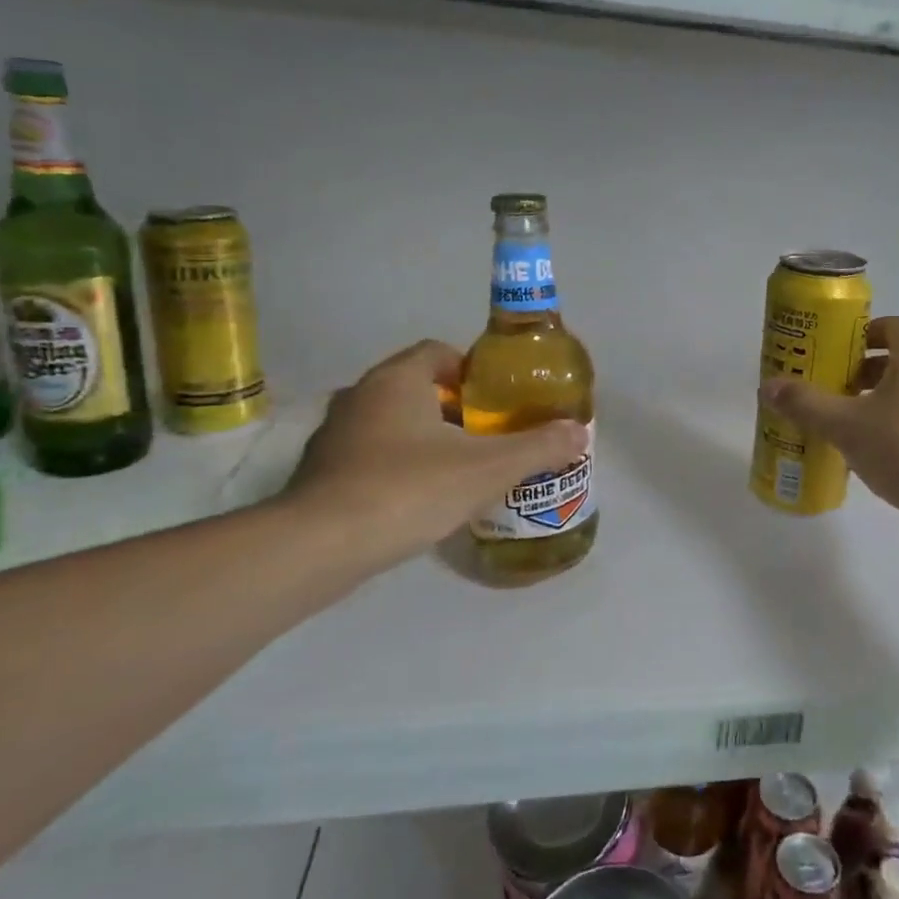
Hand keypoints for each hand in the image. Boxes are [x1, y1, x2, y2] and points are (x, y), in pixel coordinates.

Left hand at [280, 341, 588, 572]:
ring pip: (391, 423)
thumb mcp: (488, 468)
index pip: (437, 352)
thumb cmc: (409, 489)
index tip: (496, 400)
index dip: (472, 370)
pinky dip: (396, 467)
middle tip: (487, 436)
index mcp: (397, 380)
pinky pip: (369, 456)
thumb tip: (579, 432)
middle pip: (416, 387)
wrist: (319, 546)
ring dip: (424, 438)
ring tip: (459, 470)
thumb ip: (538, 447)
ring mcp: (334, 435)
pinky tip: (418, 500)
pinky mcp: (319, 473)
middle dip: (454, 408)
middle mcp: (360, 396)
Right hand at [759, 316, 898, 536]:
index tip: (832, 352)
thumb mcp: (844, 424)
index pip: (890, 327)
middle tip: (828, 388)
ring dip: (873, 402)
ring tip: (841, 422)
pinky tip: (865, 451)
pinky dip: (890, 428)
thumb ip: (806, 404)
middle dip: (859, 372)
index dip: (860, 334)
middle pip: (895, 361)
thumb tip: (769, 386)